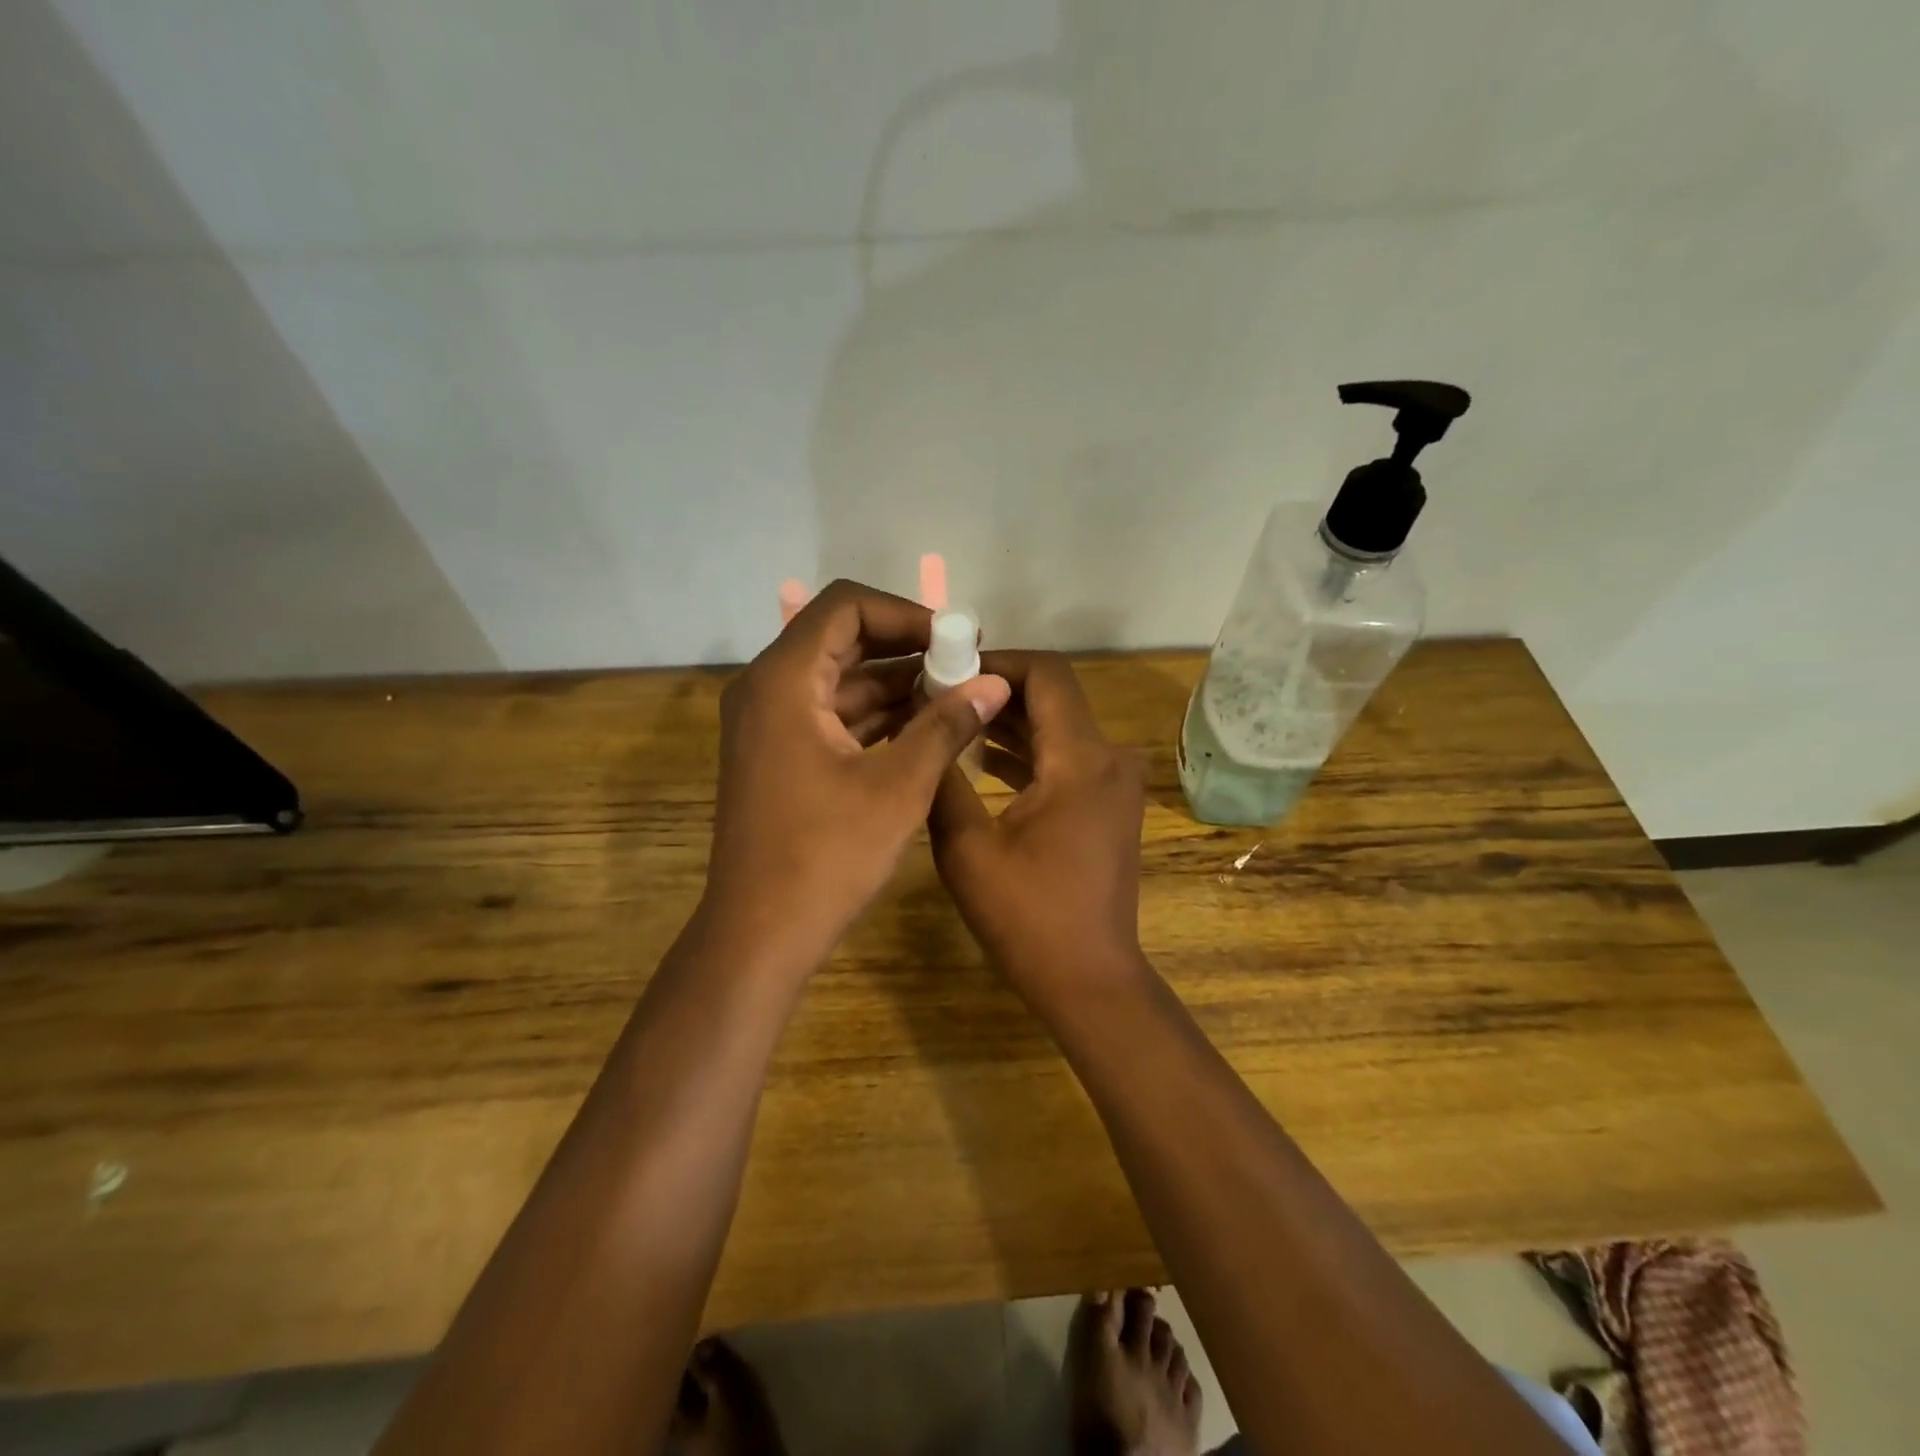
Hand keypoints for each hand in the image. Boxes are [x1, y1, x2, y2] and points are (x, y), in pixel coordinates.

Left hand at [703, 580, 1010, 976]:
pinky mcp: (778, 754)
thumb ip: (947, 724)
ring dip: (893, 683)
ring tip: (955, 695)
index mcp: (784, 681)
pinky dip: (874, 714)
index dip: (905, 612)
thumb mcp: (899, 786)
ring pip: (838, 678)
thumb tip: (996, 682)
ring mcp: (768, 723)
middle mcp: (767, 689)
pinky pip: (830, 713)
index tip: (954, 638)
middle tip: (963, 663)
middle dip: (905, 647)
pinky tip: (923, 727)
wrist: (761, 933)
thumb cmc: (827, 855)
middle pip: (840, 637)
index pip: (845, 606)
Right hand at [927, 652, 1147, 998]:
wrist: (1087, 978)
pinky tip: (980, 759)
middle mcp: (1110, 758)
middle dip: (995, 691)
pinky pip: (1066, 758)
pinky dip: (1028, 752)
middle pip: (1053, 697)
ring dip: (1008, 721)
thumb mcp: (967, 846)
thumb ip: (944, 775)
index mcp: (1082, 760)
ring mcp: (1115, 783)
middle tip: (937, 695)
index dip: (996, 662)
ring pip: (1058, 727)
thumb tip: (925, 723)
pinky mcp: (1109, 804)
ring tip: (950, 722)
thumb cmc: (1027, 916)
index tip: (947, 670)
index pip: (1046, 674)